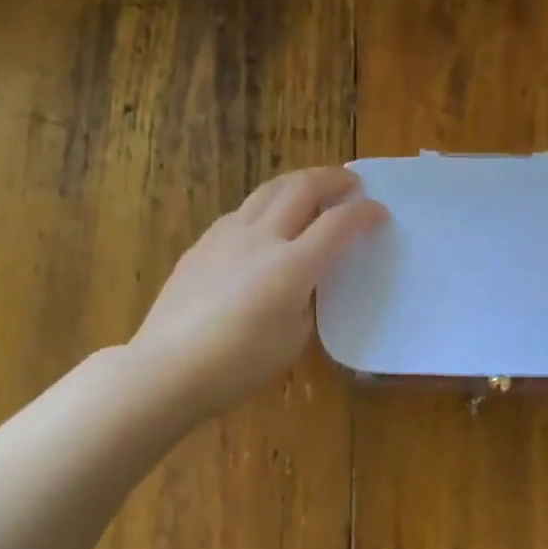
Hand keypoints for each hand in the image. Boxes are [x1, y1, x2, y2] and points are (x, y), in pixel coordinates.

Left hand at [131, 167, 387, 417]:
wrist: (167, 368)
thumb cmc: (237, 366)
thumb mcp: (292, 339)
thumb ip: (306, 300)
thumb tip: (304, 282)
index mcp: (292, 266)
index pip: (338, 224)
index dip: (365, 214)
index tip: (380, 214)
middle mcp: (262, 238)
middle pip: (302, 188)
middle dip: (333, 179)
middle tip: (350, 183)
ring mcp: (227, 235)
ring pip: (268, 190)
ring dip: (298, 182)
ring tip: (312, 188)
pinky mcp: (202, 244)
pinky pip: (242, 211)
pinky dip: (266, 205)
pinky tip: (267, 221)